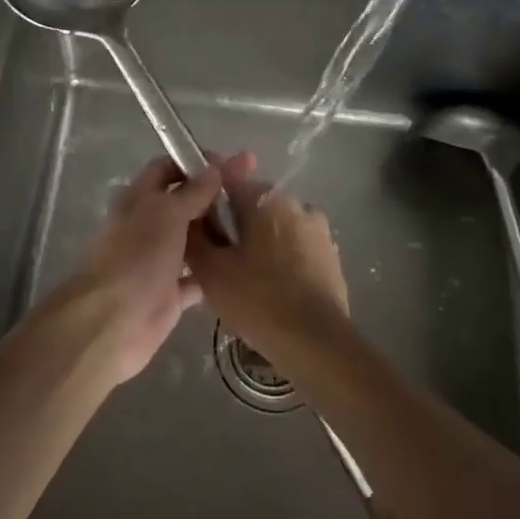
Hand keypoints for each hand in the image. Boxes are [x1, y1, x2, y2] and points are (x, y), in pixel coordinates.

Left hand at [59, 155, 239, 385]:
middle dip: (214, 195)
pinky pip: (198, 276)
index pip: (168, 168)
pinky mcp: (171, 294)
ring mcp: (160, 260)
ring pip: (194, 239)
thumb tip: (215, 167)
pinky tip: (243, 263)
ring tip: (257, 224)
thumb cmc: (137, 256)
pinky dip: (216, 271)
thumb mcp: (167, 213)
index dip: (196, 162)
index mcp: (140, 198)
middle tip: (254, 191)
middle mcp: (149, 225)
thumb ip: (193, 192)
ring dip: (219, 232)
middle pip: (185, 202)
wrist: (113, 322)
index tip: (232, 163)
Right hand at [186, 154, 347, 363]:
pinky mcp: (330, 251)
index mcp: (264, 198)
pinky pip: (295, 243)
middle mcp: (294, 201)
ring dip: (259, 238)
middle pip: (252, 201)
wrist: (316, 342)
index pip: (226, 176)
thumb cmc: (258, 301)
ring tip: (244, 276)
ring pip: (275, 223)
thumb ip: (195, 236)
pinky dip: (280, 255)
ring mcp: (317, 226)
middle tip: (217, 256)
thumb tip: (189, 216)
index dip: (206, 190)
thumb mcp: (211, 272)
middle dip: (233, 220)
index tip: (194, 211)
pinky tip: (271, 286)